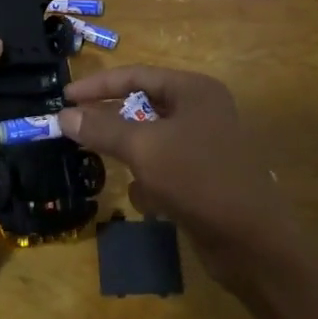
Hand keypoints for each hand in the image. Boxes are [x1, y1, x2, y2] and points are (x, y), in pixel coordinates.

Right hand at [60, 66, 300, 290]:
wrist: (254, 243)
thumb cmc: (199, 180)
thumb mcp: (144, 149)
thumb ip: (102, 128)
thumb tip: (64, 115)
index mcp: (194, 91)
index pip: (136, 75)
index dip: (97, 85)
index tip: (63, 98)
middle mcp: (202, 110)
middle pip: (143, 104)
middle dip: (110, 119)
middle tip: (74, 127)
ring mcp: (205, 144)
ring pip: (151, 138)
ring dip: (128, 151)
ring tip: (100, 160)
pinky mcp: (204, 177)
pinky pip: (164, 167)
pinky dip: (149, 179)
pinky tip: (143, 199)